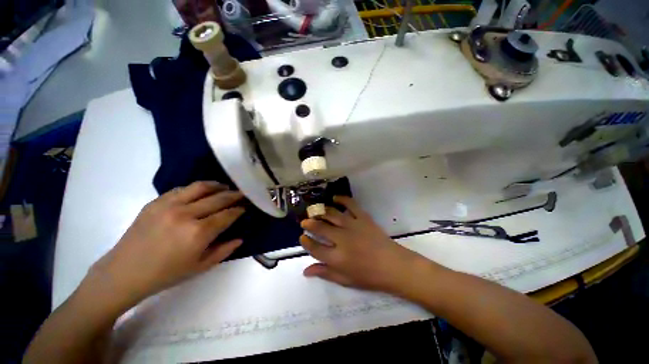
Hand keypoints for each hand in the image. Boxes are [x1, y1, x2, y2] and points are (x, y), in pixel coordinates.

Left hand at [85, 181, 244, 310]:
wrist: (124, 272)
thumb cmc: (165, 274)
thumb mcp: (200, 267)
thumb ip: (224, 251)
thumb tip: (240, 238)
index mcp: (198, 233)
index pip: (227, 214)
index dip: (240, 209)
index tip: (246, 207)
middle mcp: (186, 214)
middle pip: (218, 198)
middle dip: (235, 195)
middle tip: (243, 194)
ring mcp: (169, 205)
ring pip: (201, 187)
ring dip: (218, 186)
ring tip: (226, 188)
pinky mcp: (156, 202)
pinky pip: (182, 189)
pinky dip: (197, 188)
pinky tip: (203, 192)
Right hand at [299, 196, 424, 291]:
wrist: (393, 266)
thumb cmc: (369, 276)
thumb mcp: (345, 280)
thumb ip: (325, 273)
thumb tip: (306, 270)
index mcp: (337, 258)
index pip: (314, 248)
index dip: (306, 242)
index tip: (302, 237)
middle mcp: (342, 239)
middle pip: (320, 228)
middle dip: (309, 223)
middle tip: (305, 221)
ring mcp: (353, 226)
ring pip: (332, 214)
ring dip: (321, 211)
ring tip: (315, 211)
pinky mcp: (363, 218)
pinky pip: (350, 205)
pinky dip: (342, 199)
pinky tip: (335, 198)